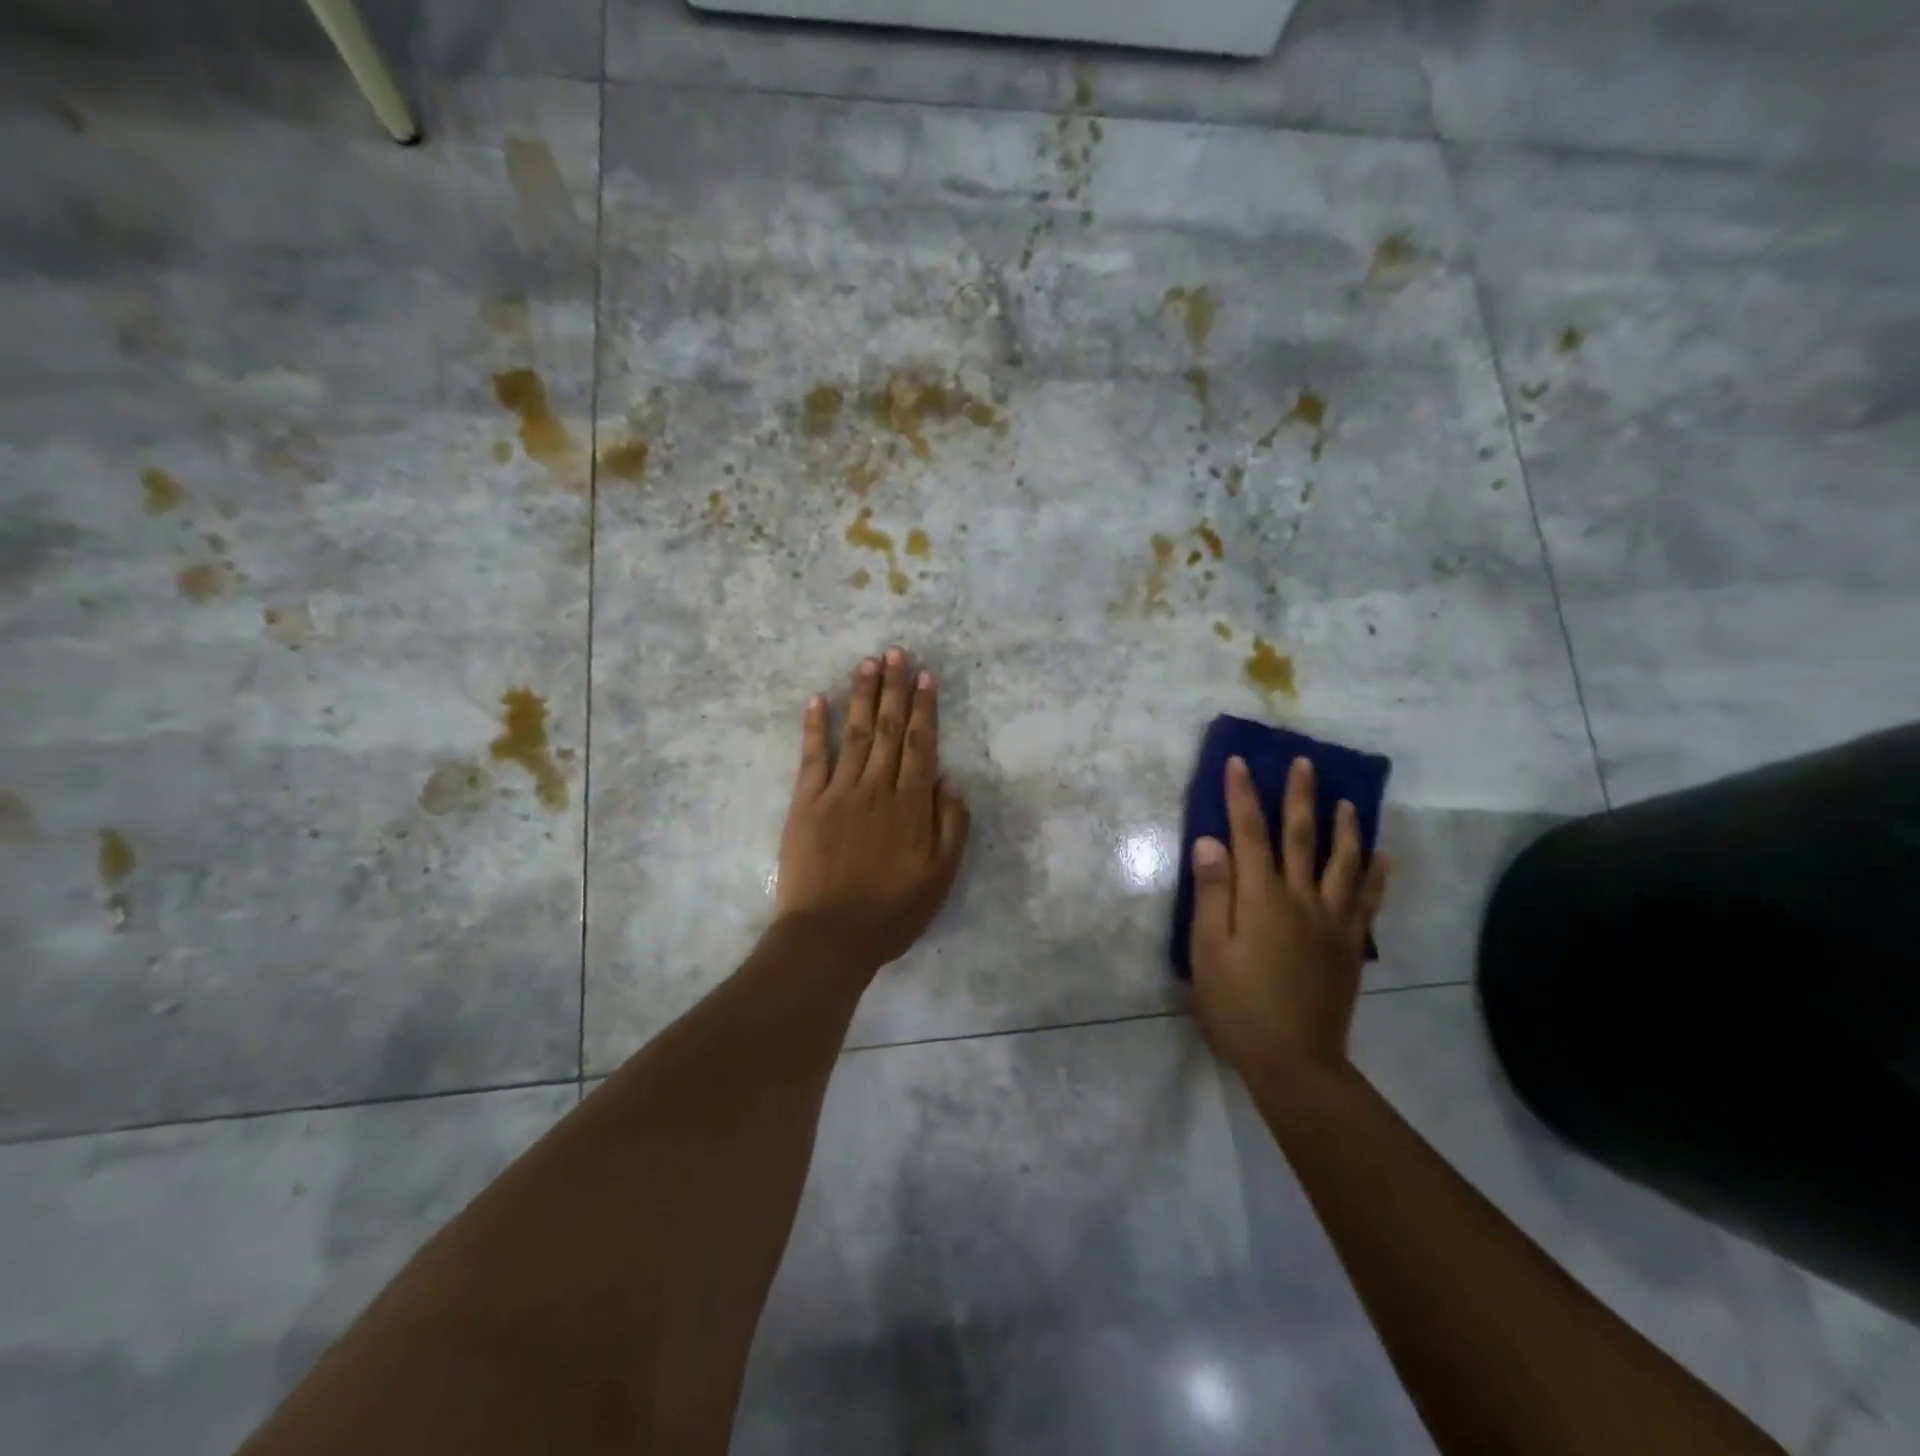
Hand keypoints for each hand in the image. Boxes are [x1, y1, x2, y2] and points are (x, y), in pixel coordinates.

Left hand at [774, 648, 970, 973]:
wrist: (830, 936)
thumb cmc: (892, 911)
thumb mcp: (940, 876)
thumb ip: (951, 825)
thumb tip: (949, 780)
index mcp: (911, 805)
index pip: (921, 744)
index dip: (924, 708)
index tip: (925, 676)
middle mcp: (876, 787)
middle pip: (889, 729)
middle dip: (894, 688)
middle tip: (896, 651)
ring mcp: (838, 791)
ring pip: (855, 733)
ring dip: (862, 695)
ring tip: (868, 662)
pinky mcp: (806, 802)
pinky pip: (812, 756)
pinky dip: (815, 726)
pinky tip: (818, 699)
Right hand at [1189, 755, 1388, 1090]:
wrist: (1295, 1061)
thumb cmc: (1238, 1006)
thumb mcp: (1209, 950)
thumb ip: (1213, 893)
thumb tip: (1211, 841)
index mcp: (1262, 898)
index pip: (1249, 834)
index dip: (1243, 796)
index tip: (1239, 762)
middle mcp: (1301, 899)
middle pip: (1302, 838)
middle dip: (1300, 798)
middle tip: (1305, 763)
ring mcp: (1332, 922)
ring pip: (1343, 863)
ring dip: (1345, 828)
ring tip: (1348, 801)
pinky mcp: (1349, 946)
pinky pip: (1367, 901)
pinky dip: (1375, 875)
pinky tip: (1381, 858)